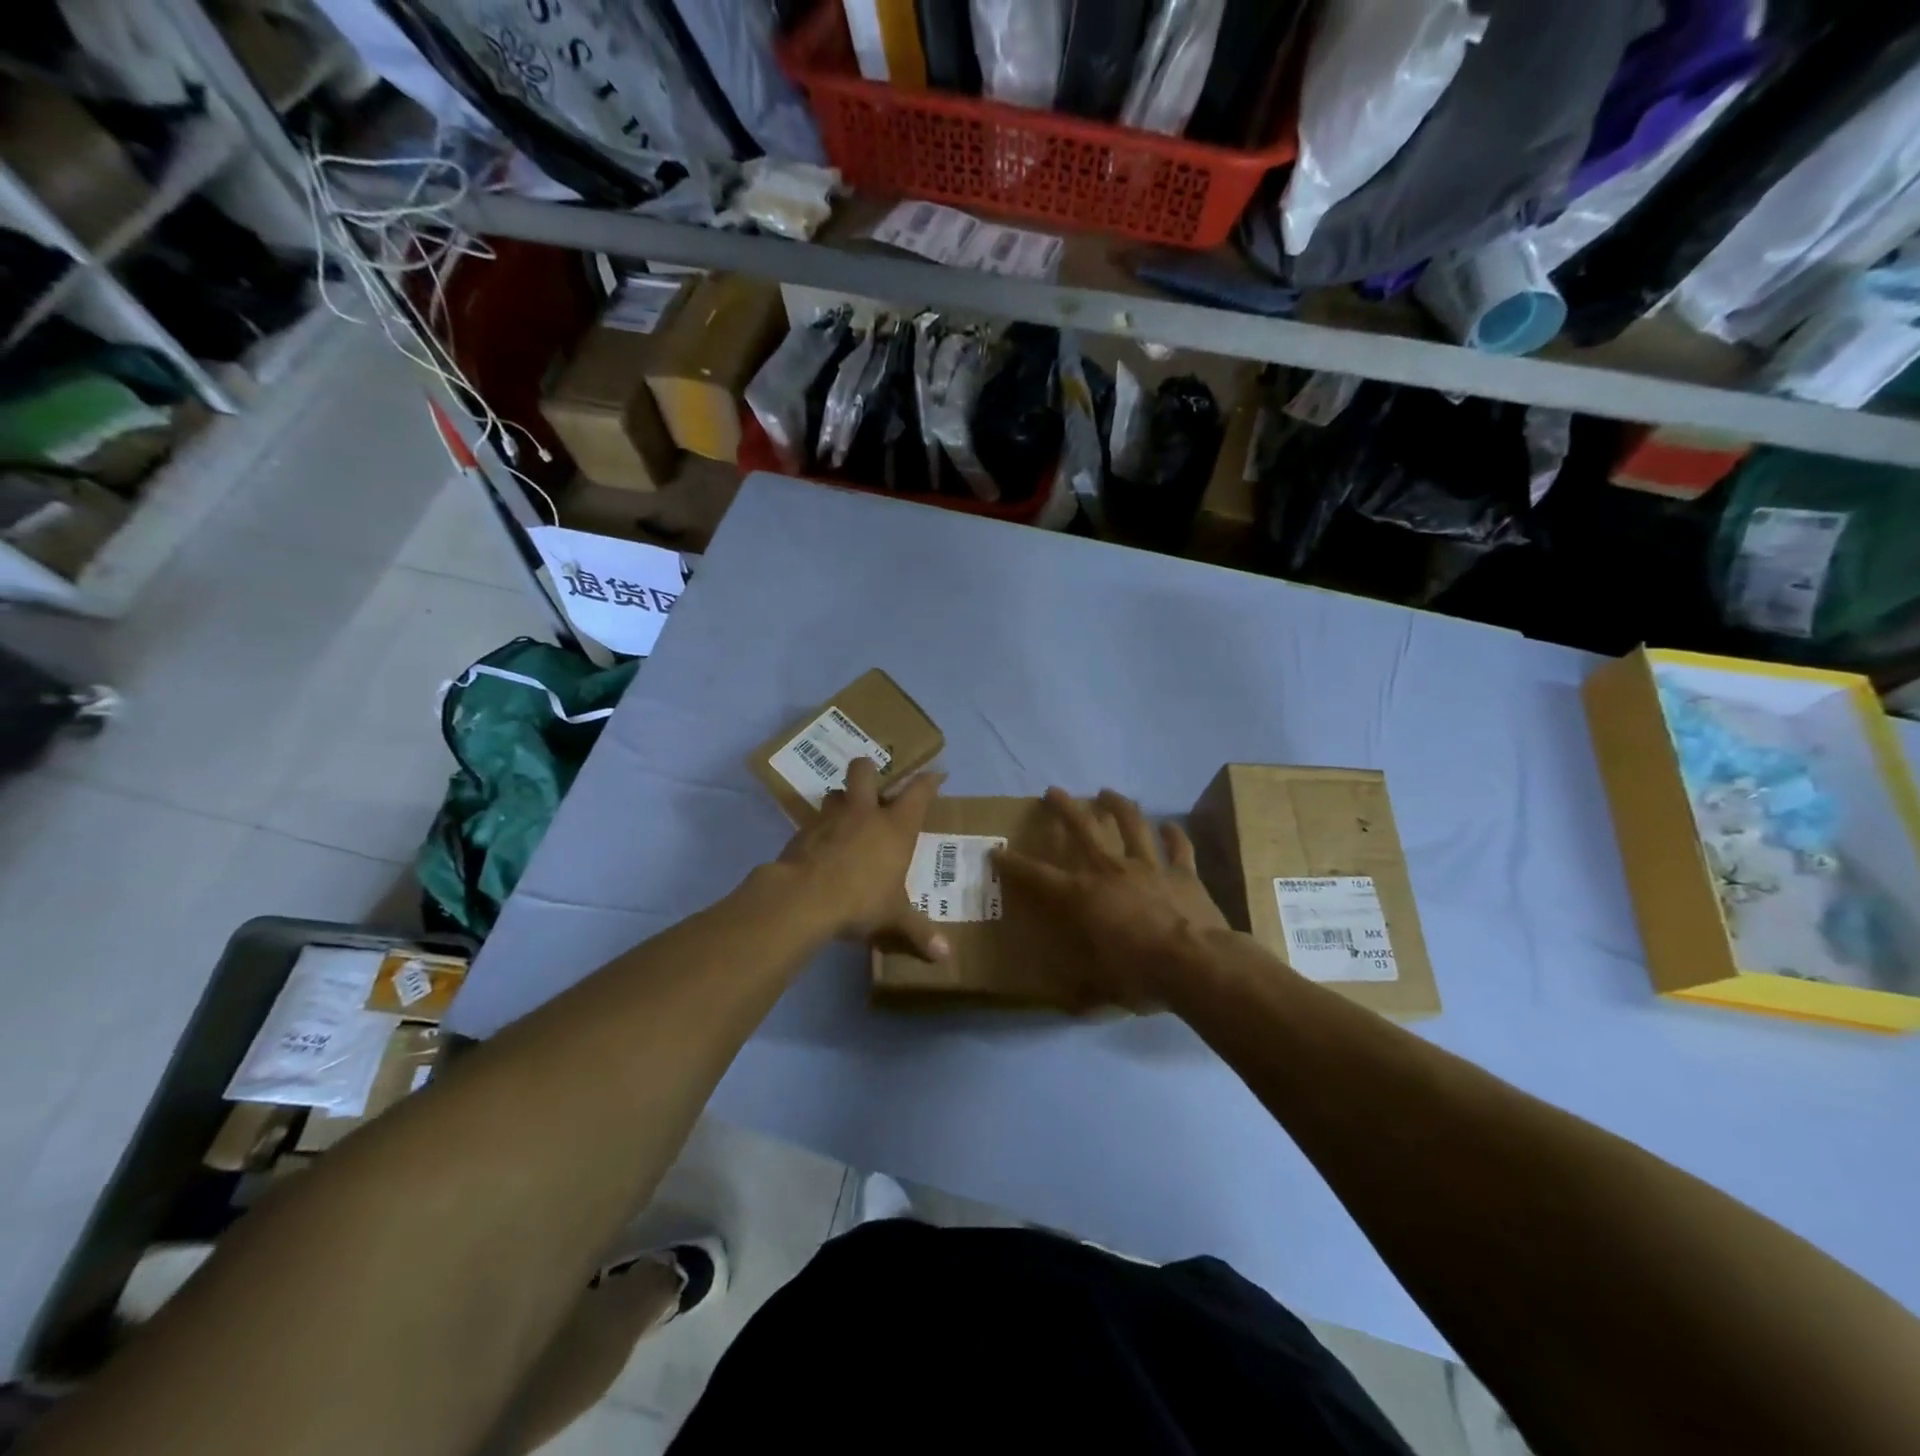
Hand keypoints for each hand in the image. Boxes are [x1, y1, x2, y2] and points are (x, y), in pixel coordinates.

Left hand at [774, 756, 949, 962]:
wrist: (804, 898)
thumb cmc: (861, 901)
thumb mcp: (894, 918)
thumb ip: (920, 932)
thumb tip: (946, 956)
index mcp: (895, 826)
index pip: (918, 792)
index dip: (929, 781)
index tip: (936, 774)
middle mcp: (864, 813)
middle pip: (865, 771)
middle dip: (870, 771)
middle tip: (874, 786)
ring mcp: (830, 818)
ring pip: (835, 793)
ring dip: (842, 800)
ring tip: (846, 817)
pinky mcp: (803, 832)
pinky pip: (814, 821)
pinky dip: (820, 829)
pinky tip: (821, 847)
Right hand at [994, 788, 1229, 1008]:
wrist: (1196, 963)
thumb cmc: (1140, 975)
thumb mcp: (1104, 990)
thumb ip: (1086, 993)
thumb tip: (1071, 1007)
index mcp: (1082, 897)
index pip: (1038, 877)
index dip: (1014, 865)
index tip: (996, 852)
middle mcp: (1110, 871)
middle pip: (1083, 829)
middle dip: (1064, 808)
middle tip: (1053, 791)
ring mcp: (1149, 866)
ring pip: (1131, 824)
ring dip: (1117, 805)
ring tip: (1107, 792)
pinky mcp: (1183, 872)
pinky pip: (1178, 846)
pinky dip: (1173, 834)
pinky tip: (1169, 824)